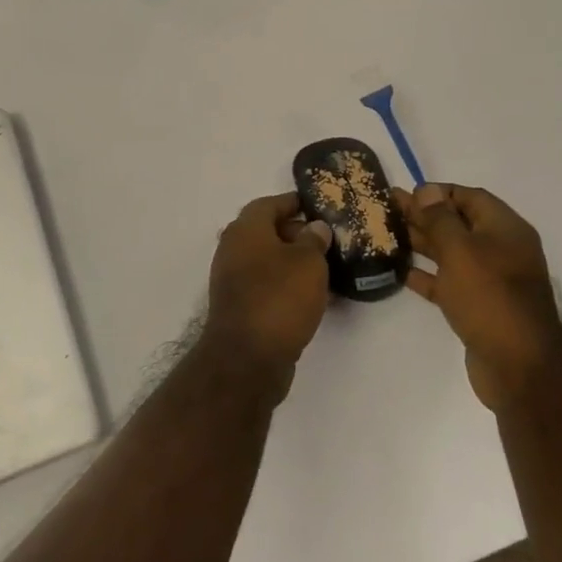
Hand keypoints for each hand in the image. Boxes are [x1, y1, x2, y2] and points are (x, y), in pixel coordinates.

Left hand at [203, 192, 332, 396]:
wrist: (247, 359)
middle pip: (267, 232)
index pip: (270, 204)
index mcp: (245, 229)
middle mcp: (233, 249)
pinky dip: (287, 286)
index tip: (318, 207)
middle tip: (328, 241)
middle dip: (297, 234)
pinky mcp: (240, 307)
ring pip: (268, 261)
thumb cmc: (279, 298)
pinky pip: (267, 286)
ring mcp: (233, 280)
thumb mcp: (308, 262)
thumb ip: (314, 240)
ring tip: (327, 269)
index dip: (294, 203)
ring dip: (294, 263)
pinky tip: (313, 297)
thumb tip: (315, 227)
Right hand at [398, 182, 561, 412]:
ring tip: (387, 234)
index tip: (407, 193)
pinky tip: (400, 271)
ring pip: (451, 253)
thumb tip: (427, 190)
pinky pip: (449, 282)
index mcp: (505, 229)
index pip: (470, 197)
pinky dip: (427, 275)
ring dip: (422, 243)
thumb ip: (440, 218)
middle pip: (458, 224)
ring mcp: (491, 281)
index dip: (439, 192)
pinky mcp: (478, 307)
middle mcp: (501, 250)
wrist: (519, 367)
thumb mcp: (461, 250)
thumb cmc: (489, 297)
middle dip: (424, 215)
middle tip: (388, 209)